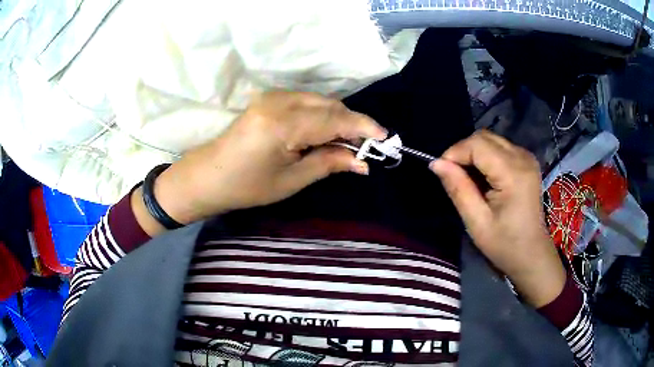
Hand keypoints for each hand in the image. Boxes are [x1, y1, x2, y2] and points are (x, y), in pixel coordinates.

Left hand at [132, 91, 386, 235]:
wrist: (207, 176)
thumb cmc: (246, 186)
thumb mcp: (291, 180)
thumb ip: (328, 162)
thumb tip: (363, 161)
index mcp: (283, 124)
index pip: (335, 119)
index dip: (363, 127)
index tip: (385, 139)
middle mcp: (279, 101)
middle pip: (330, 105)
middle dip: (352, 123)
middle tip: (365, 147)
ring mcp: (272, 96)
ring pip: (319, 101)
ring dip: (337, 118)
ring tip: (346, 143)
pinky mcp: (268, 99)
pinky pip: (306, 101)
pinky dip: (321, 114)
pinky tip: (325, 132)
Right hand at [430, 130, 565, 307]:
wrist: (532, 254)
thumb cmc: (505, 244)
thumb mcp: (477, 222)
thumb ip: (458, 189)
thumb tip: (436, 163)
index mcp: (513, 173)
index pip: (477, 144)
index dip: (455, 153)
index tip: (441, 172)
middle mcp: (522, 157)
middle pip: (484, 137)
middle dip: (463, 151)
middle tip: (454, 176)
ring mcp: (527, 157)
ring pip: (490, 140)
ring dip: (474, 154)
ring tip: (468, 180)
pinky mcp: (527, 161)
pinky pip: (499, 147)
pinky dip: (485, 157)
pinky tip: (484, 178)